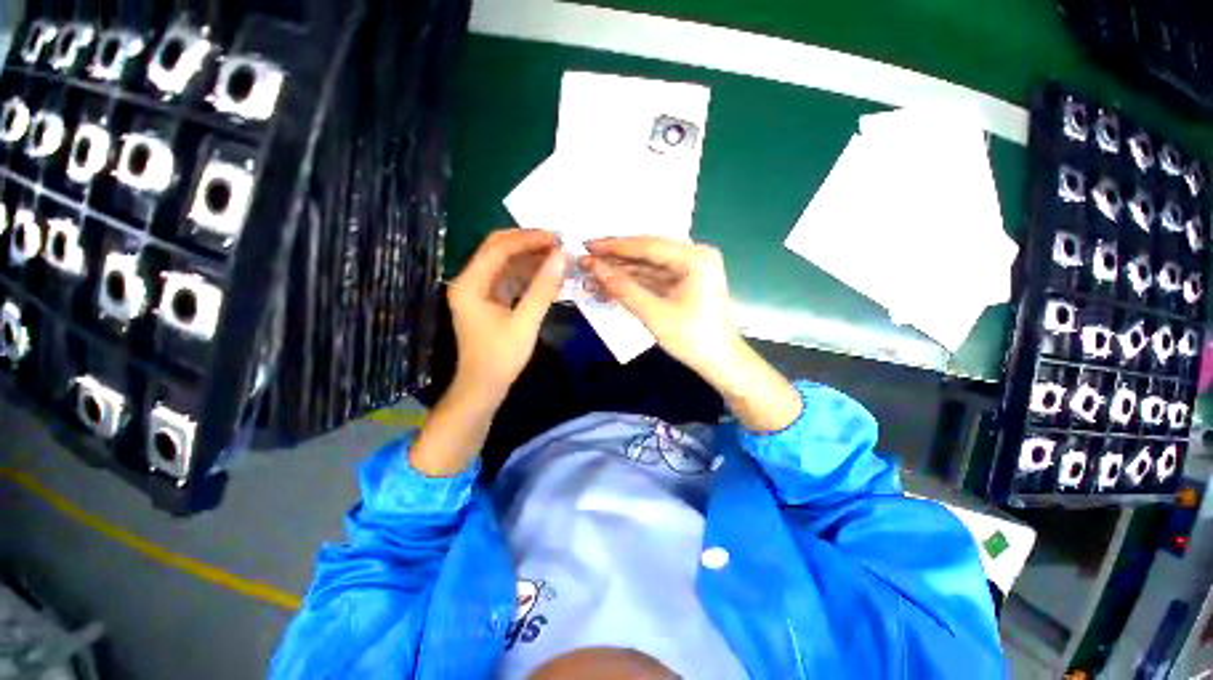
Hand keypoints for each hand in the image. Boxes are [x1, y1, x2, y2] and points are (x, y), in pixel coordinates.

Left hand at [448, 229, 565, 400]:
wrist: (483, 387)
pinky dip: (528, 275)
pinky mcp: (490, 300)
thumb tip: (562, 256)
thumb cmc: (501, 357)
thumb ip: (543, 288)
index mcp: (470, 284)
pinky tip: (548, 275)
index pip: (498, 248)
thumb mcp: (525, 323)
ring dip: (531, 258)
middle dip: (528, 243)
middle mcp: (470, 281)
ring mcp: (479, 290)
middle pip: (498, 249)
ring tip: (558, 257)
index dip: (528, 239)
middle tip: (558, 243)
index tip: (556, 237)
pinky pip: (510, 278)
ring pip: (506, 263)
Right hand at [584, 236, 801, 431]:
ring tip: (595, 271)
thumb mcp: (654, 314)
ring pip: (650, 265)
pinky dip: (636, 281)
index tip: (588, 245)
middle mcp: (695, 255)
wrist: (722, 362)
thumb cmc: (693, 338)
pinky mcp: (687, 282)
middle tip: (587, 257)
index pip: (648, 246)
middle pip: (648, 253)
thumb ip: (624, 288)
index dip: (615, 247)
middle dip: (617, 258)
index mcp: (694, 258)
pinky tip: (614, 282)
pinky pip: (656, 277)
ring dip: (624, 270)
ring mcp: (692, 269)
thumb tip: (594, 267)